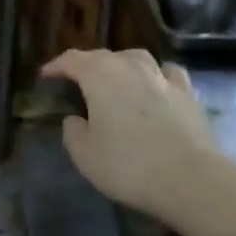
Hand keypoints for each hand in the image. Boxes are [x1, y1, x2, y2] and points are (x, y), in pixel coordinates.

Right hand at [40, 48, 219, 224]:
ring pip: (136, 58)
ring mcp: (162, 77)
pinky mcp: (188, 93)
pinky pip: (167, 73)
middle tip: (77, 81)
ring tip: (116, 79)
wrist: (191, 179)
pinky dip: (156, 76)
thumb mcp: (85, 156)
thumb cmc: (129, 166)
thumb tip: (75, 119)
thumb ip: (73, 132)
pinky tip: (156, 86)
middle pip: (103, 56)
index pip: (72, 60)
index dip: (56, 66)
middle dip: (87, 65)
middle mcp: (130, 66)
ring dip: (121, 65)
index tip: (45, 75)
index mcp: (100, 76)